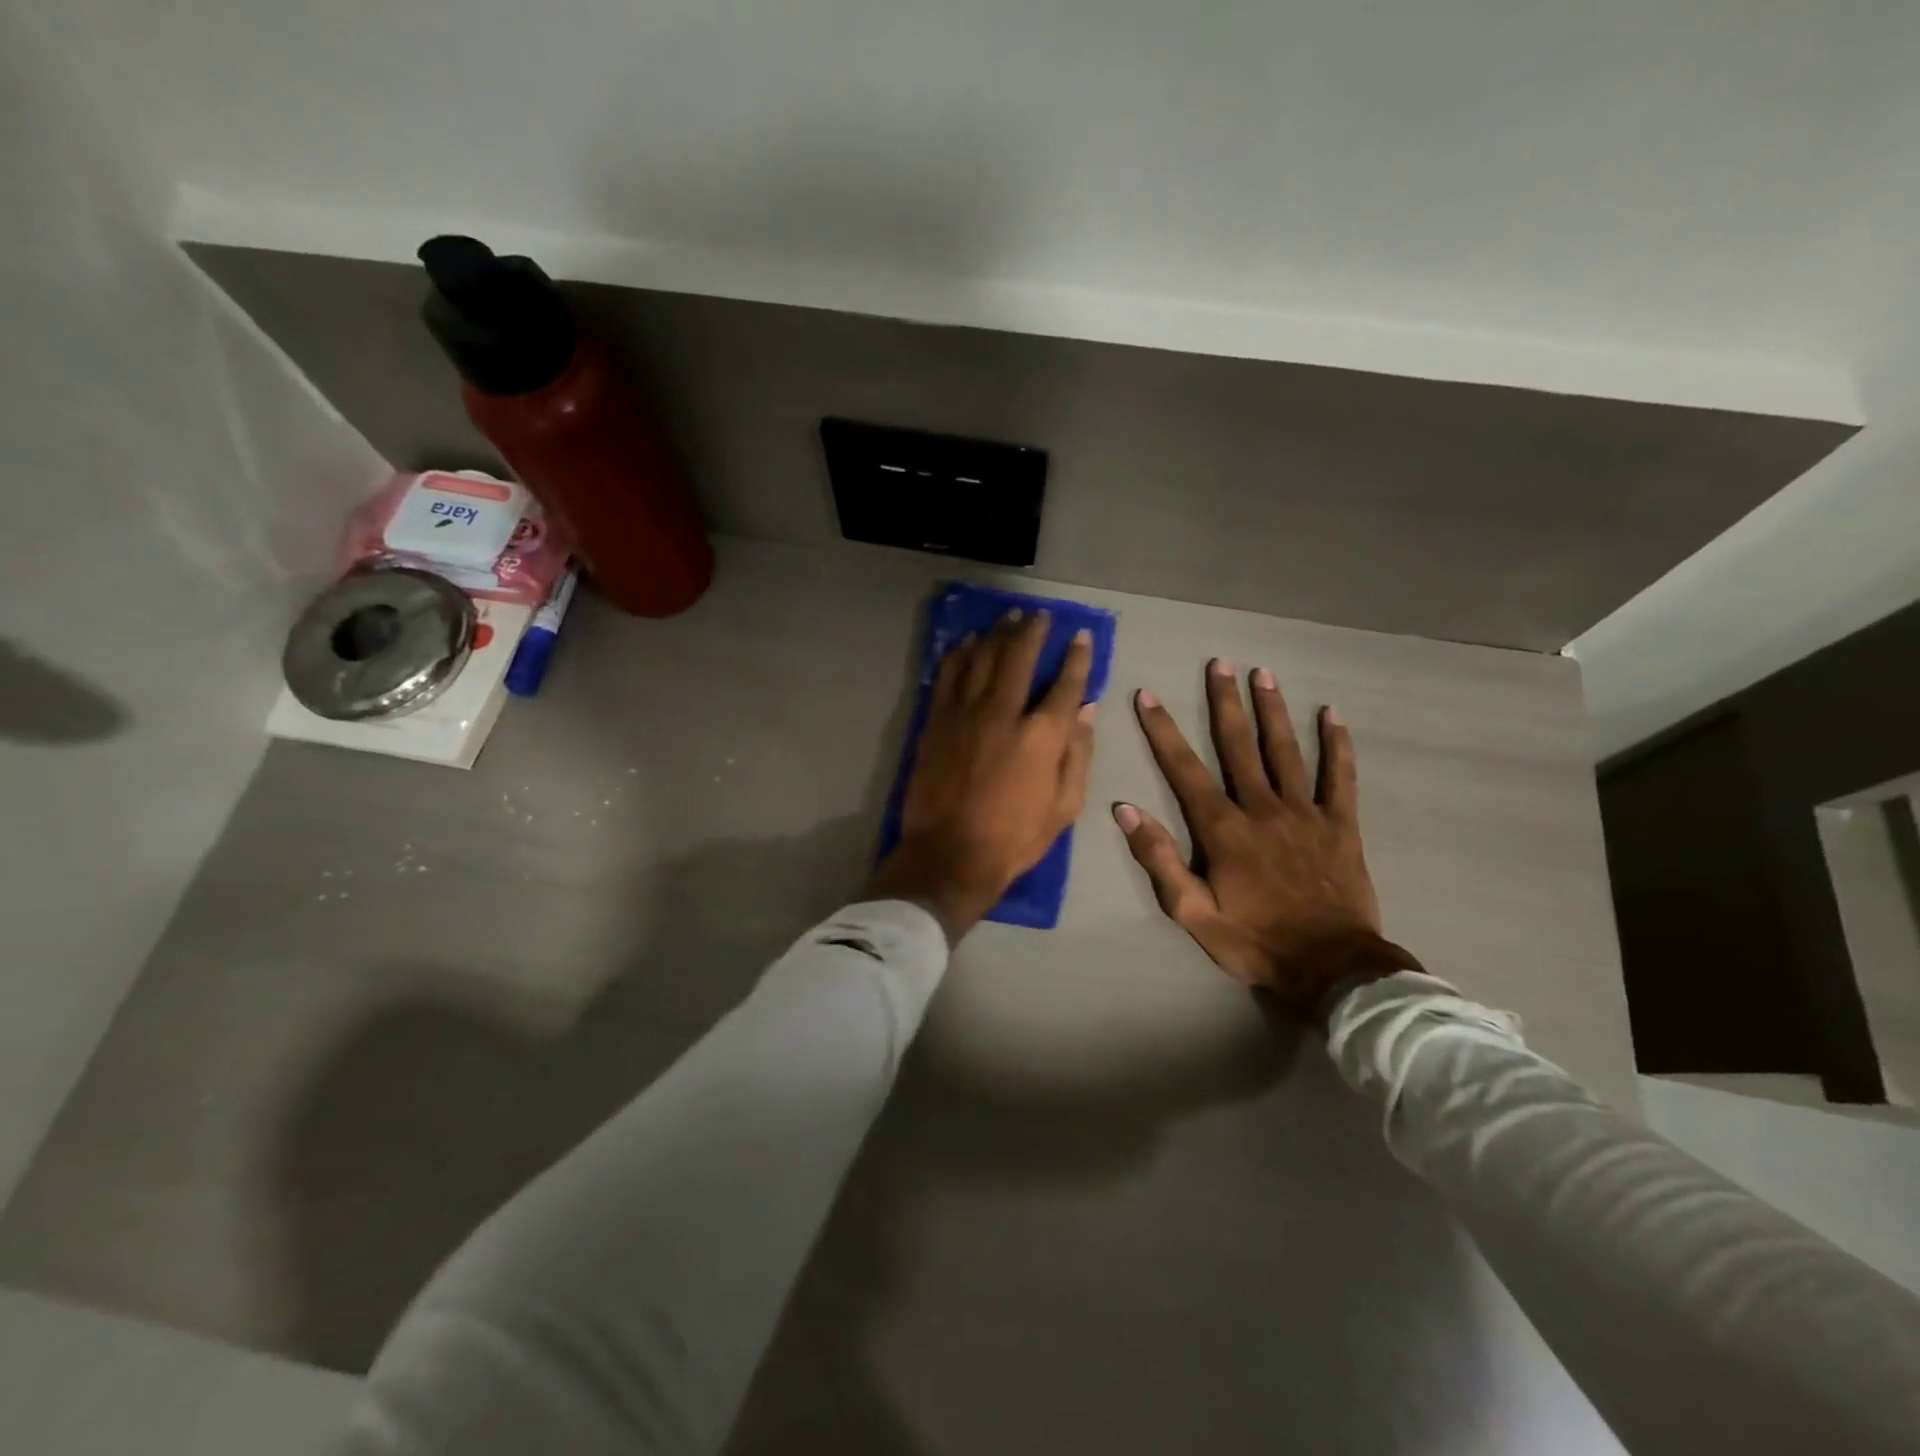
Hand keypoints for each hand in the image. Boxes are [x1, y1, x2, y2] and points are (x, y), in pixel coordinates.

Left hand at [867, 611, 1096, 942]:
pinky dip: (959, 654)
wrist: (950, 855)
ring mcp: (965, 713)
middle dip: (1032, 630)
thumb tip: (1088, 711)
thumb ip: (1078, 754)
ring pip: (982, 658)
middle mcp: (1004, 712)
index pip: (1066, 683)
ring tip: (1008, 617)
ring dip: (997, 633)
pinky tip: (968, 642)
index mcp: (1042, 735)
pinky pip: (948, 675)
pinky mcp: (936, 722)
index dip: (1078, 657)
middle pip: (1019, 657)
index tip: (1082, 636)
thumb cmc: (1015, 838)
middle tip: (1039, 615)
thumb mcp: (1065, 806)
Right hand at [1113, 659, 1419, 1016]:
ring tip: (1263, 673)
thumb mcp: (1192, 912)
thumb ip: (1159, 859)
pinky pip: (1340, 777)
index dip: (1163, 731)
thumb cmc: (1255, 941)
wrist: (1331, 968)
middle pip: (1239, 746)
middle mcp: (1262, 808)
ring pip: (1286, 751)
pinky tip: (1332, 715)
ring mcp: (1305, 813)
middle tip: (1219, 663)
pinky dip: (1337, 745)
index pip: (1185, 769)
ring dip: (1273, 710)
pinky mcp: (1341, 825)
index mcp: (1223, 829)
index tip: (1149, 696)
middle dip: (1225, 702)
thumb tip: (1125, 811)